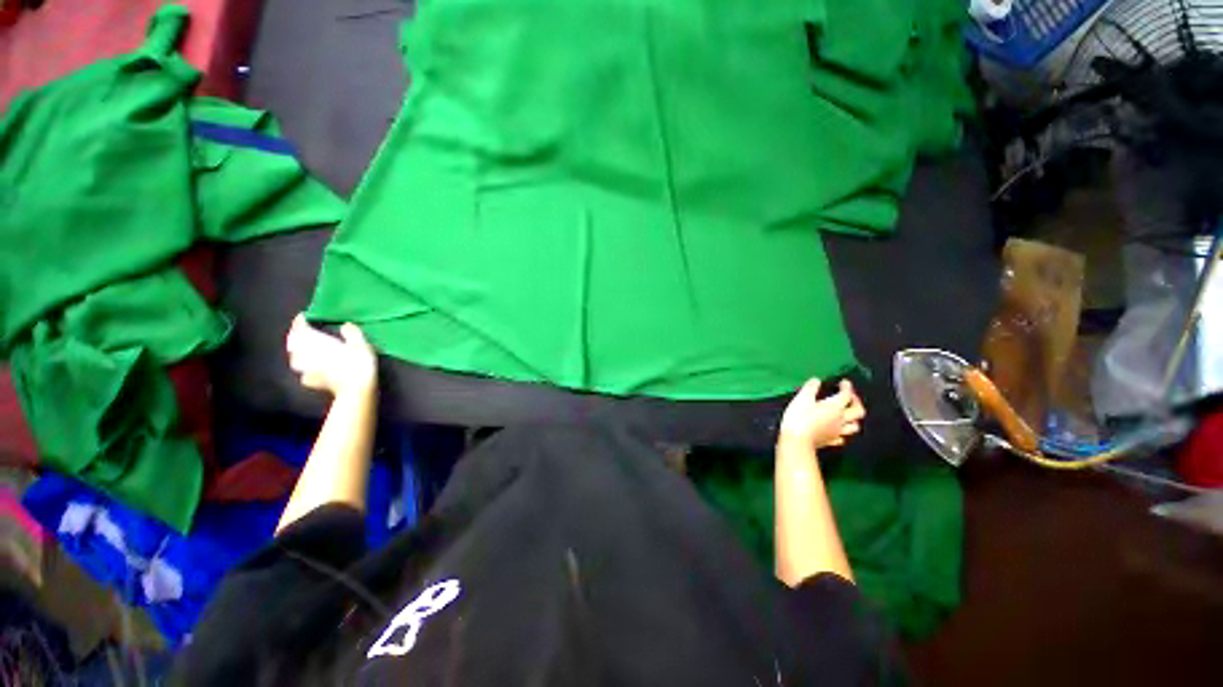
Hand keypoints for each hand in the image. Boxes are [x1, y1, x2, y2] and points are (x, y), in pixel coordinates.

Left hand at [286, 314, 376, 397]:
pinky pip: (303, 374)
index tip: (302, 316)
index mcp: (315, 342)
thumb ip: (351, 333)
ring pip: (295, 359)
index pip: (301, 329)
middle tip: (300, 332)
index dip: (300, 322)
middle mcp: (306, 355)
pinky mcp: (312, 382)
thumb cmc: (358, 363)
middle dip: (295, 337)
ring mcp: (307, 370)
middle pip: (293, 344)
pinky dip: (305, 370)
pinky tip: (310, 371)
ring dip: (296, 353)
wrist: (355, 389)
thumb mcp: (361, 343)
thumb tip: (345, 325)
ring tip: (302, 350)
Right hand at [778, 379, 865, 449]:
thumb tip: (816, 380)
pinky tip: (836, 430)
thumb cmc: (799, 417)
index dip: (847, 387)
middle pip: (858, 411)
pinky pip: (842, 437)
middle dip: (856, 402)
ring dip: (854, 419)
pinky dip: (842, 432)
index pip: (847, 395)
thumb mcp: (802, 398)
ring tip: (848, 415)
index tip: (844, 382)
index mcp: (835, 407)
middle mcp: (840, 420)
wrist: (797, 440)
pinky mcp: (830, 441)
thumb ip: (810, 388)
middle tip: (850, 397)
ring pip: (854, 426)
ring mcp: (837, 432)